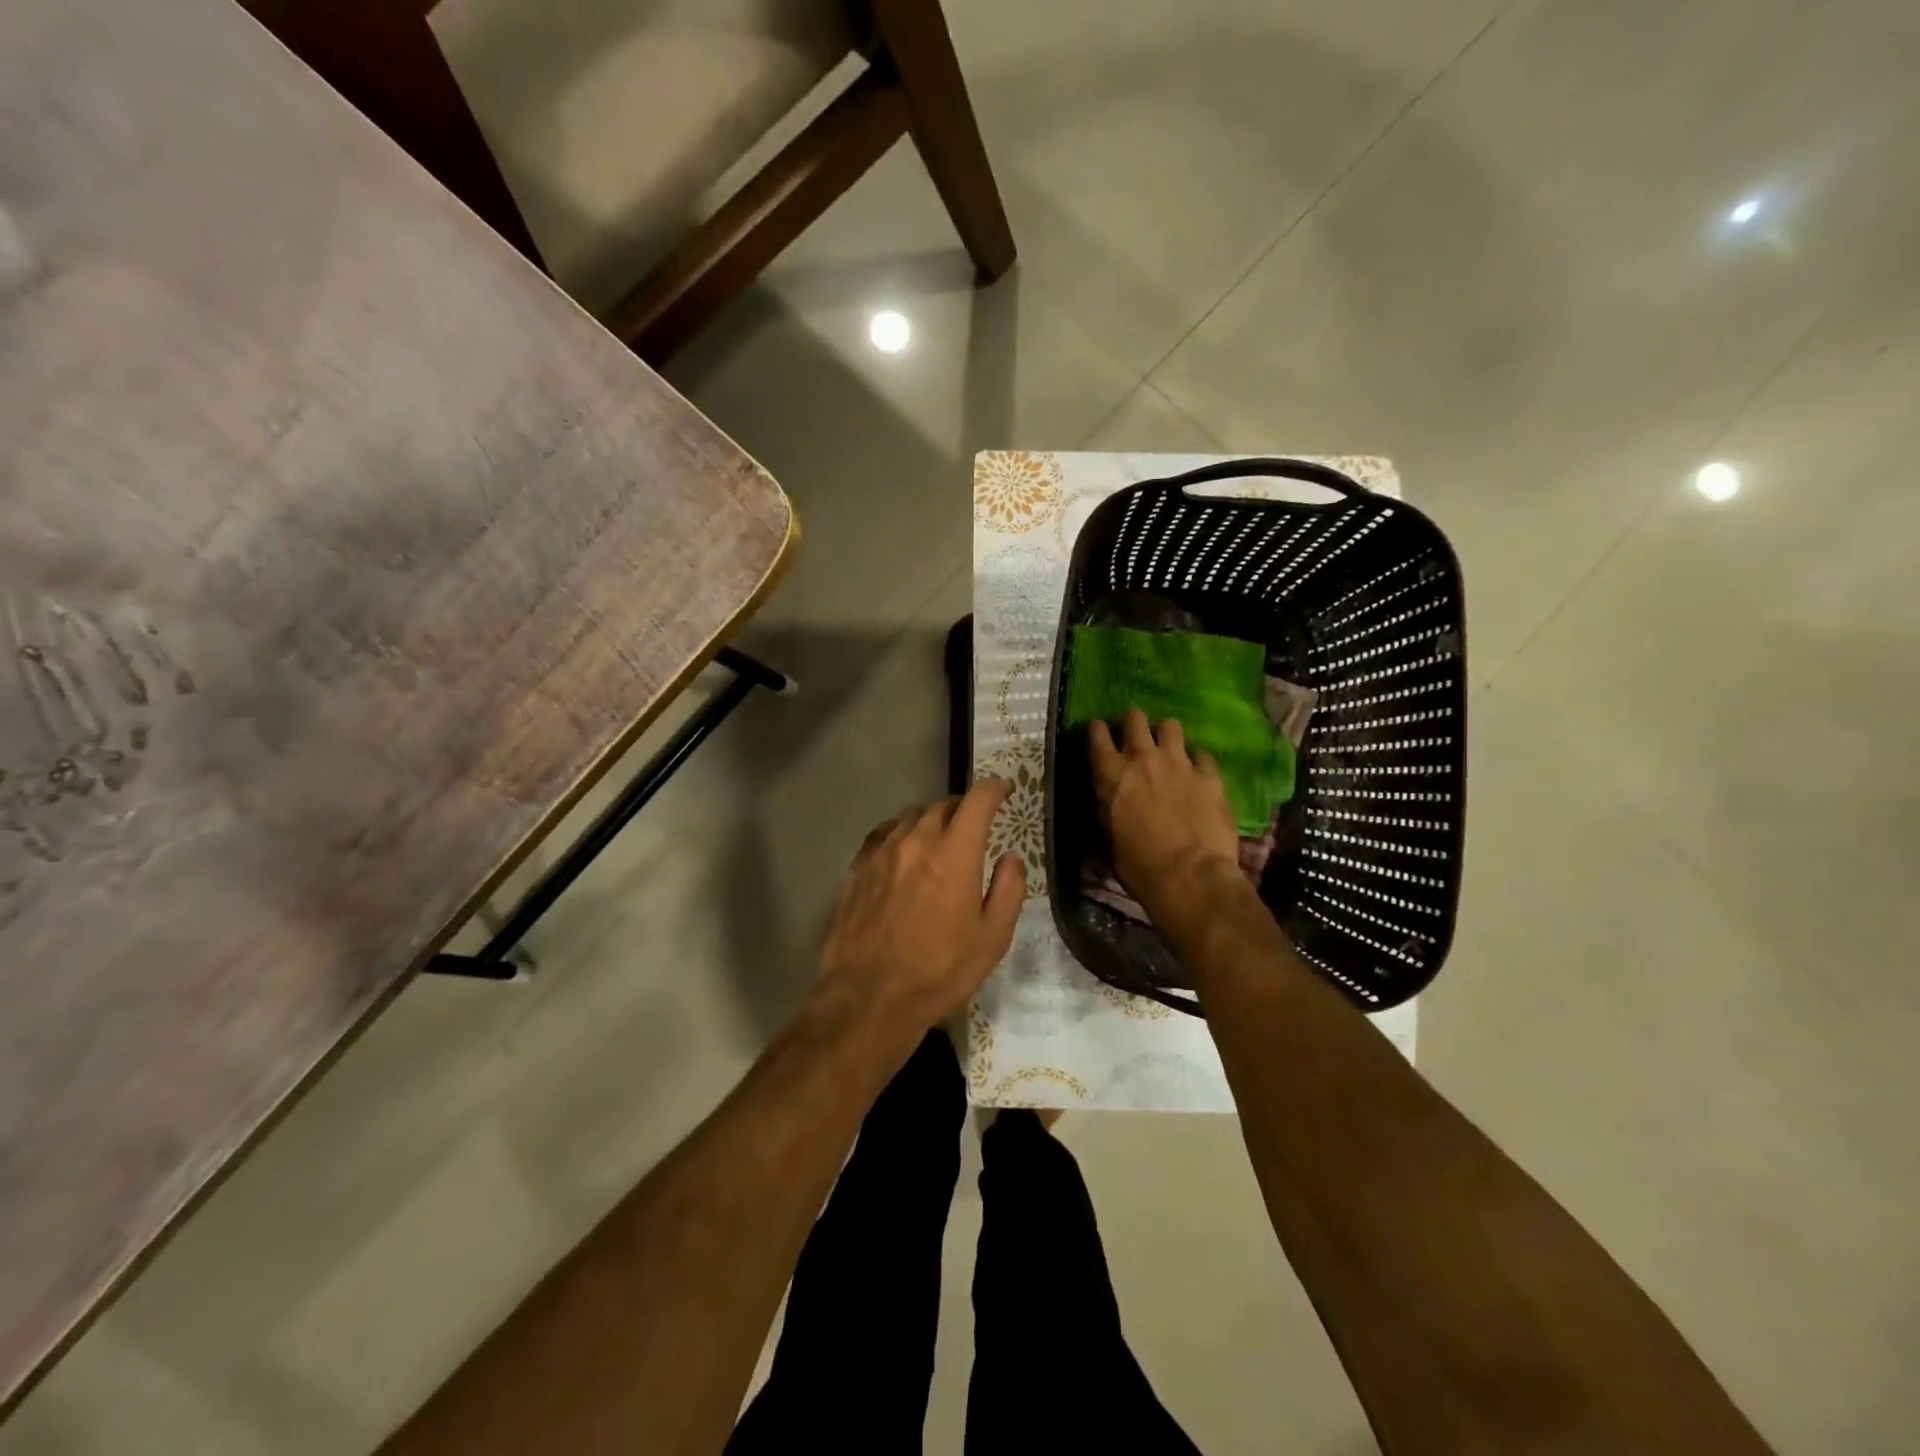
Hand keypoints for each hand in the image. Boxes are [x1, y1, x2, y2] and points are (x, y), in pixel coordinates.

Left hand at [812, 777, 1025, 1061]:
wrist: (869, 998)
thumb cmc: (939, 972)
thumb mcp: (992, 939)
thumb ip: (1008, 890)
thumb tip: (1010, 858)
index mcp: (955, 853)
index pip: (977, 800)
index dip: (993, 788)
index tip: (1002, 789)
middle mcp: (916, 840)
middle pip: (943, 805)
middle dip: (963, 808)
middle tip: (973, 825)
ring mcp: (881, 852)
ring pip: (911, 817)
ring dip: (930, 820)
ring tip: (938, 839)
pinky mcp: (856, 868)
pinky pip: (883, 834)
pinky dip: (900, 834)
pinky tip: (902, 853)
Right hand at [1089, 708, 1238, 907]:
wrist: (1190, 876)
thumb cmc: (1139, 866)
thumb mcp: (1109, 838)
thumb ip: (1110, 809)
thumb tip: (1111, 803)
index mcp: (1112, 776)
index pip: (1097, 736)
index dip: (1097, 729)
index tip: (1098, 728)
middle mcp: (1143, 759)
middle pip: (1135, 719)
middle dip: (1133, 721)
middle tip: (1135, 732)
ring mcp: (1180, 764)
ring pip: (1171, 726)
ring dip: (1166, 734)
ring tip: (1168, 746)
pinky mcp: (1210, 776)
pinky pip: (1203, 755)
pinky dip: (1197, 761)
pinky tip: (1198, 771)